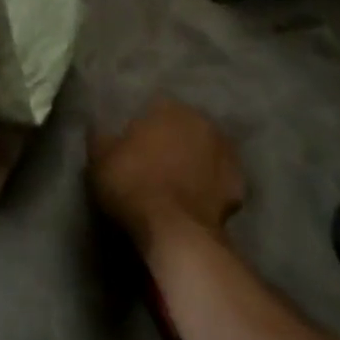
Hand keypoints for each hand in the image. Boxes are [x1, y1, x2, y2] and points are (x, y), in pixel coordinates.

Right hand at [89, 98, 245, 251]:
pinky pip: (220, 180)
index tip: (134, 147)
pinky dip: (211, 187)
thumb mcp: (100, 159)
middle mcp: (201, 122)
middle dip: (174, 141)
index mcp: (168, 108)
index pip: (155, 109)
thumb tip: (98, 127)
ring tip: (177, 184)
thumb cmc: (133, 184)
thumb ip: (101, 137)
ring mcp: (226, 153)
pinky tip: (196, 201)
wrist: (175, 230)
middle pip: (184, 128)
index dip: (144, 128)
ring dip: (195, 161)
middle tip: (157, 164)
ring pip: (206, 151)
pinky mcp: (240, 184)